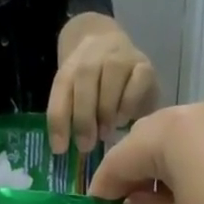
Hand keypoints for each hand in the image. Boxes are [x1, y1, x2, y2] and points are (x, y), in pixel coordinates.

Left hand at [48, 22, 159, 154]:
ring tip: (105, 134)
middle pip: (84, 76)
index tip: (60, 149)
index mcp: (72, 64)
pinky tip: (124, 120)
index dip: (59, 119)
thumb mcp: (78, 102)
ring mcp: (122, 56)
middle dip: (83, 116)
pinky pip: (137, 81)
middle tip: (86, 145)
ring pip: (111, 74)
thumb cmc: (97, 92)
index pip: (61, 87)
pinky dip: (128, 104)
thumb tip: (63, 150)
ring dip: (106, 109)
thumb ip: (70, 118)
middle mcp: (95, 53)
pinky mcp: (145, 67)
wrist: (125, 58)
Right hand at [88, 100, 203, 203]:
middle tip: (123, 202)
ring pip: (181, 137)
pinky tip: (188, 192)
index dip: (105, 184)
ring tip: (154, 200)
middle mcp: (201, 112)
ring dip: (163, 164)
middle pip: (153, 137)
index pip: (124, 156)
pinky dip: (191, 164)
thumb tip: (136, 202)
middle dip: (133, 168)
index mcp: (172, 131)